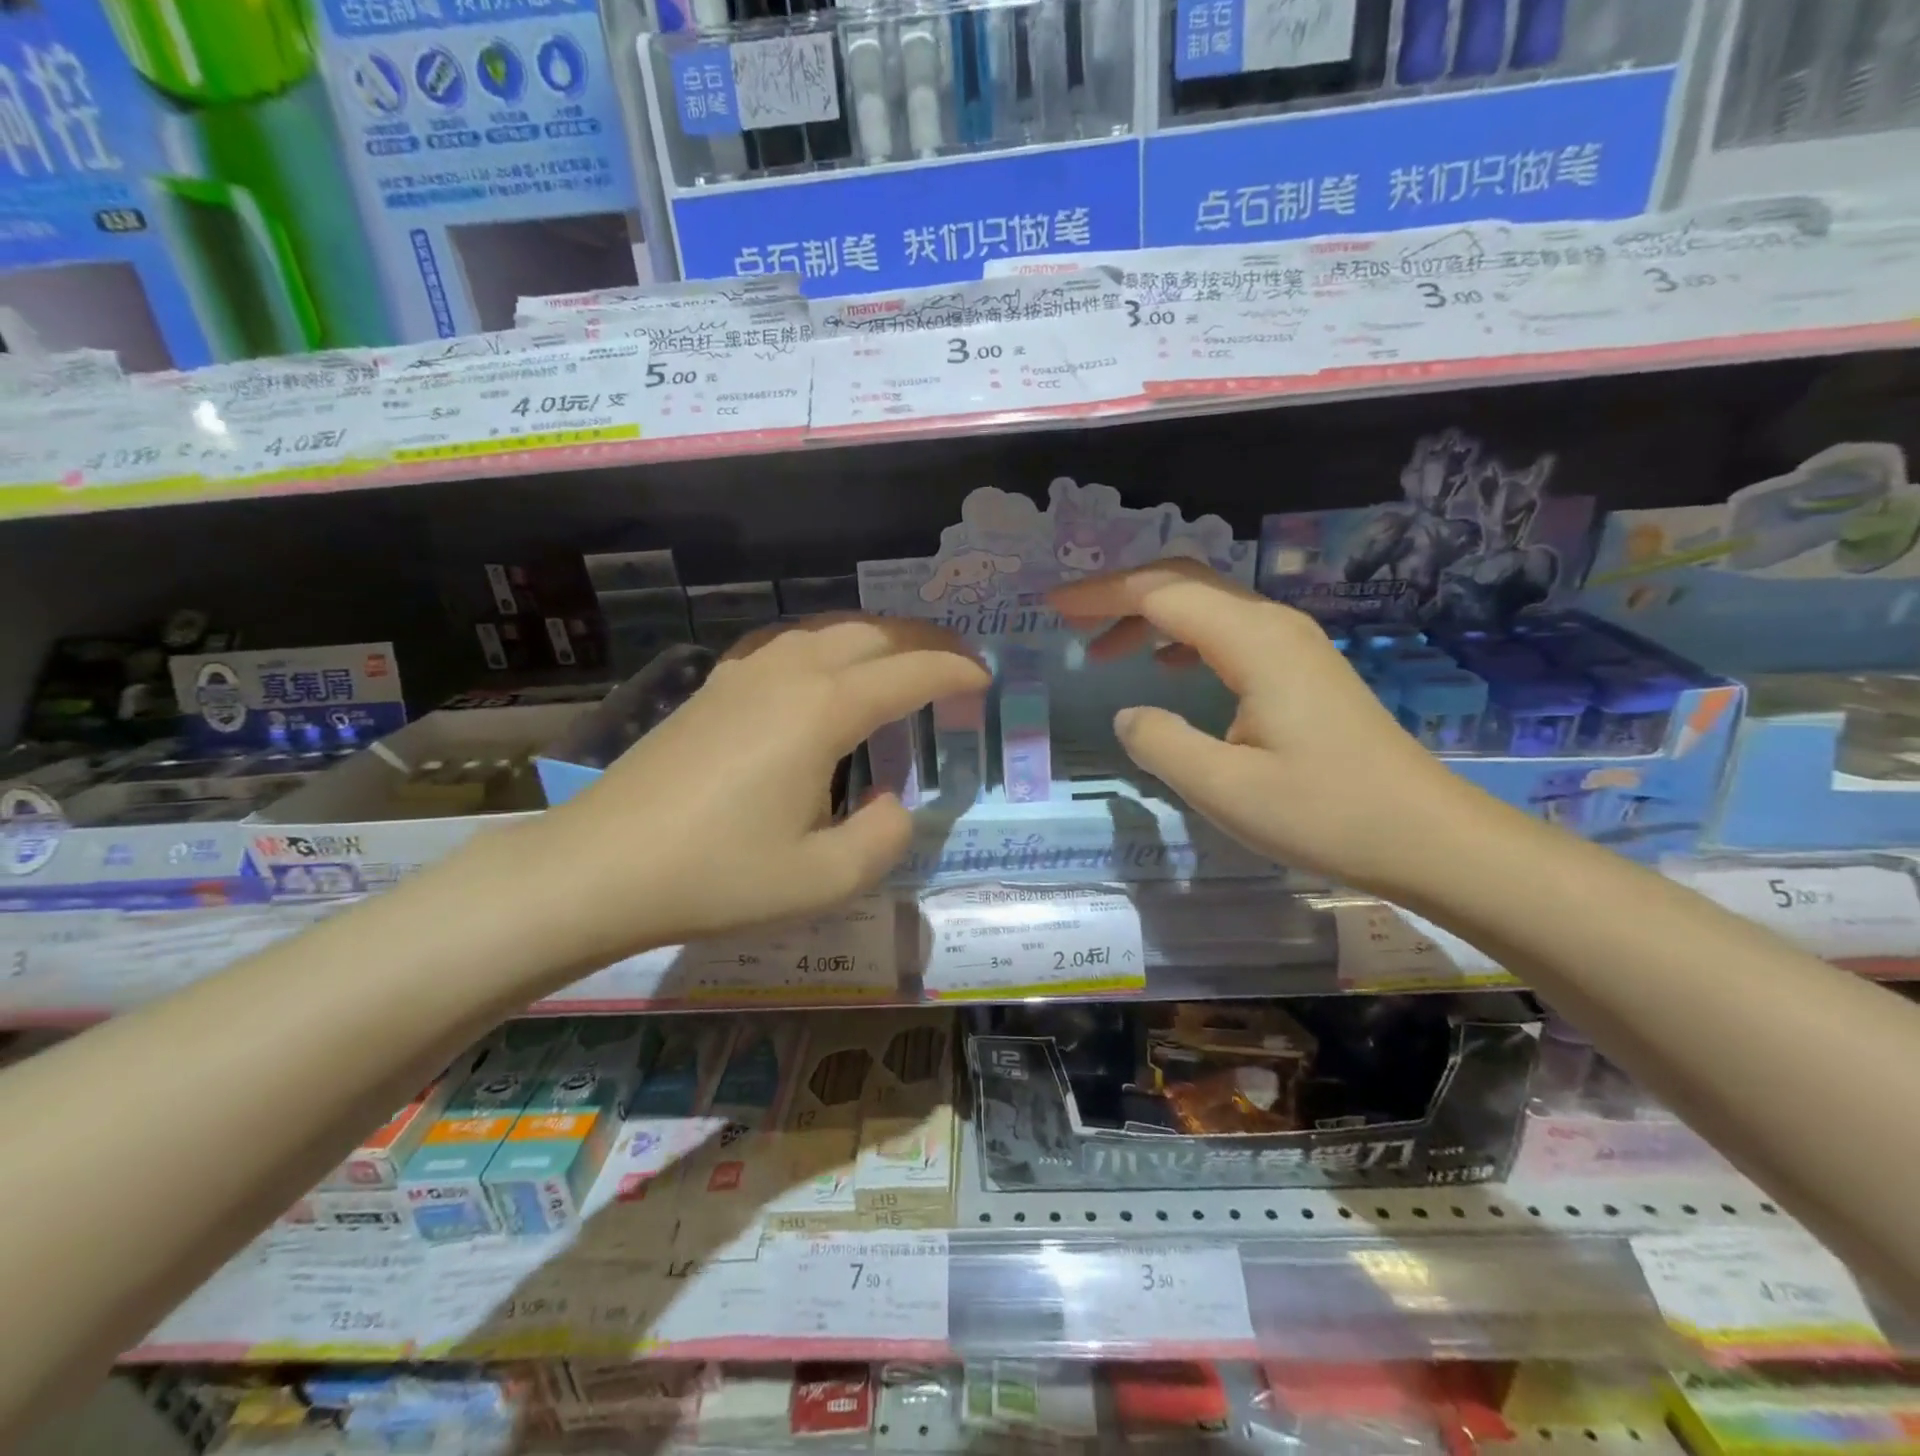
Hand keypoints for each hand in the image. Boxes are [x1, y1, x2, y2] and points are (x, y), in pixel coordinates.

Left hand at [530, 616, 986, 959]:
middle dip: (924, 640)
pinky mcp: (714, 686)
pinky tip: (822, 667)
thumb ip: (884, 837)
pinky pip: (787, 641)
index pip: (909, 672)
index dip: (955, 671)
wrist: (600, 867)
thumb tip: (890, 802)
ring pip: (827, 627)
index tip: (986, 678)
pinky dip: (827, 641)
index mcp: (822, 710)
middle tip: (957, 661)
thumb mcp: (823, 879)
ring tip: (902, 658)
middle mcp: (788, 672)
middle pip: (873, 632)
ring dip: (877, 634)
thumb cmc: (717, 877)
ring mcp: (744, 673)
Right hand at [1050, 561, 1476, 890]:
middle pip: (1185, 582)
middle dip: (1120, 594)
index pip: (1161, 594)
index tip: (1052, 606)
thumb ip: (1160, 742)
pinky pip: (1227, 631)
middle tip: (1070, 619)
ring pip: (1206, 604)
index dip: (1101, 595)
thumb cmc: (1325, 813)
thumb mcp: (1224, 788)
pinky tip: (1164, 667)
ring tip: (1104, 650)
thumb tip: (1128, 713)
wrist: (1427, 835)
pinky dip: (1182, 637)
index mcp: (1253, 642)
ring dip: (1150, 616)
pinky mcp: (1301, 668)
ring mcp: (1292, 644)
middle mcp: (1273, 625)